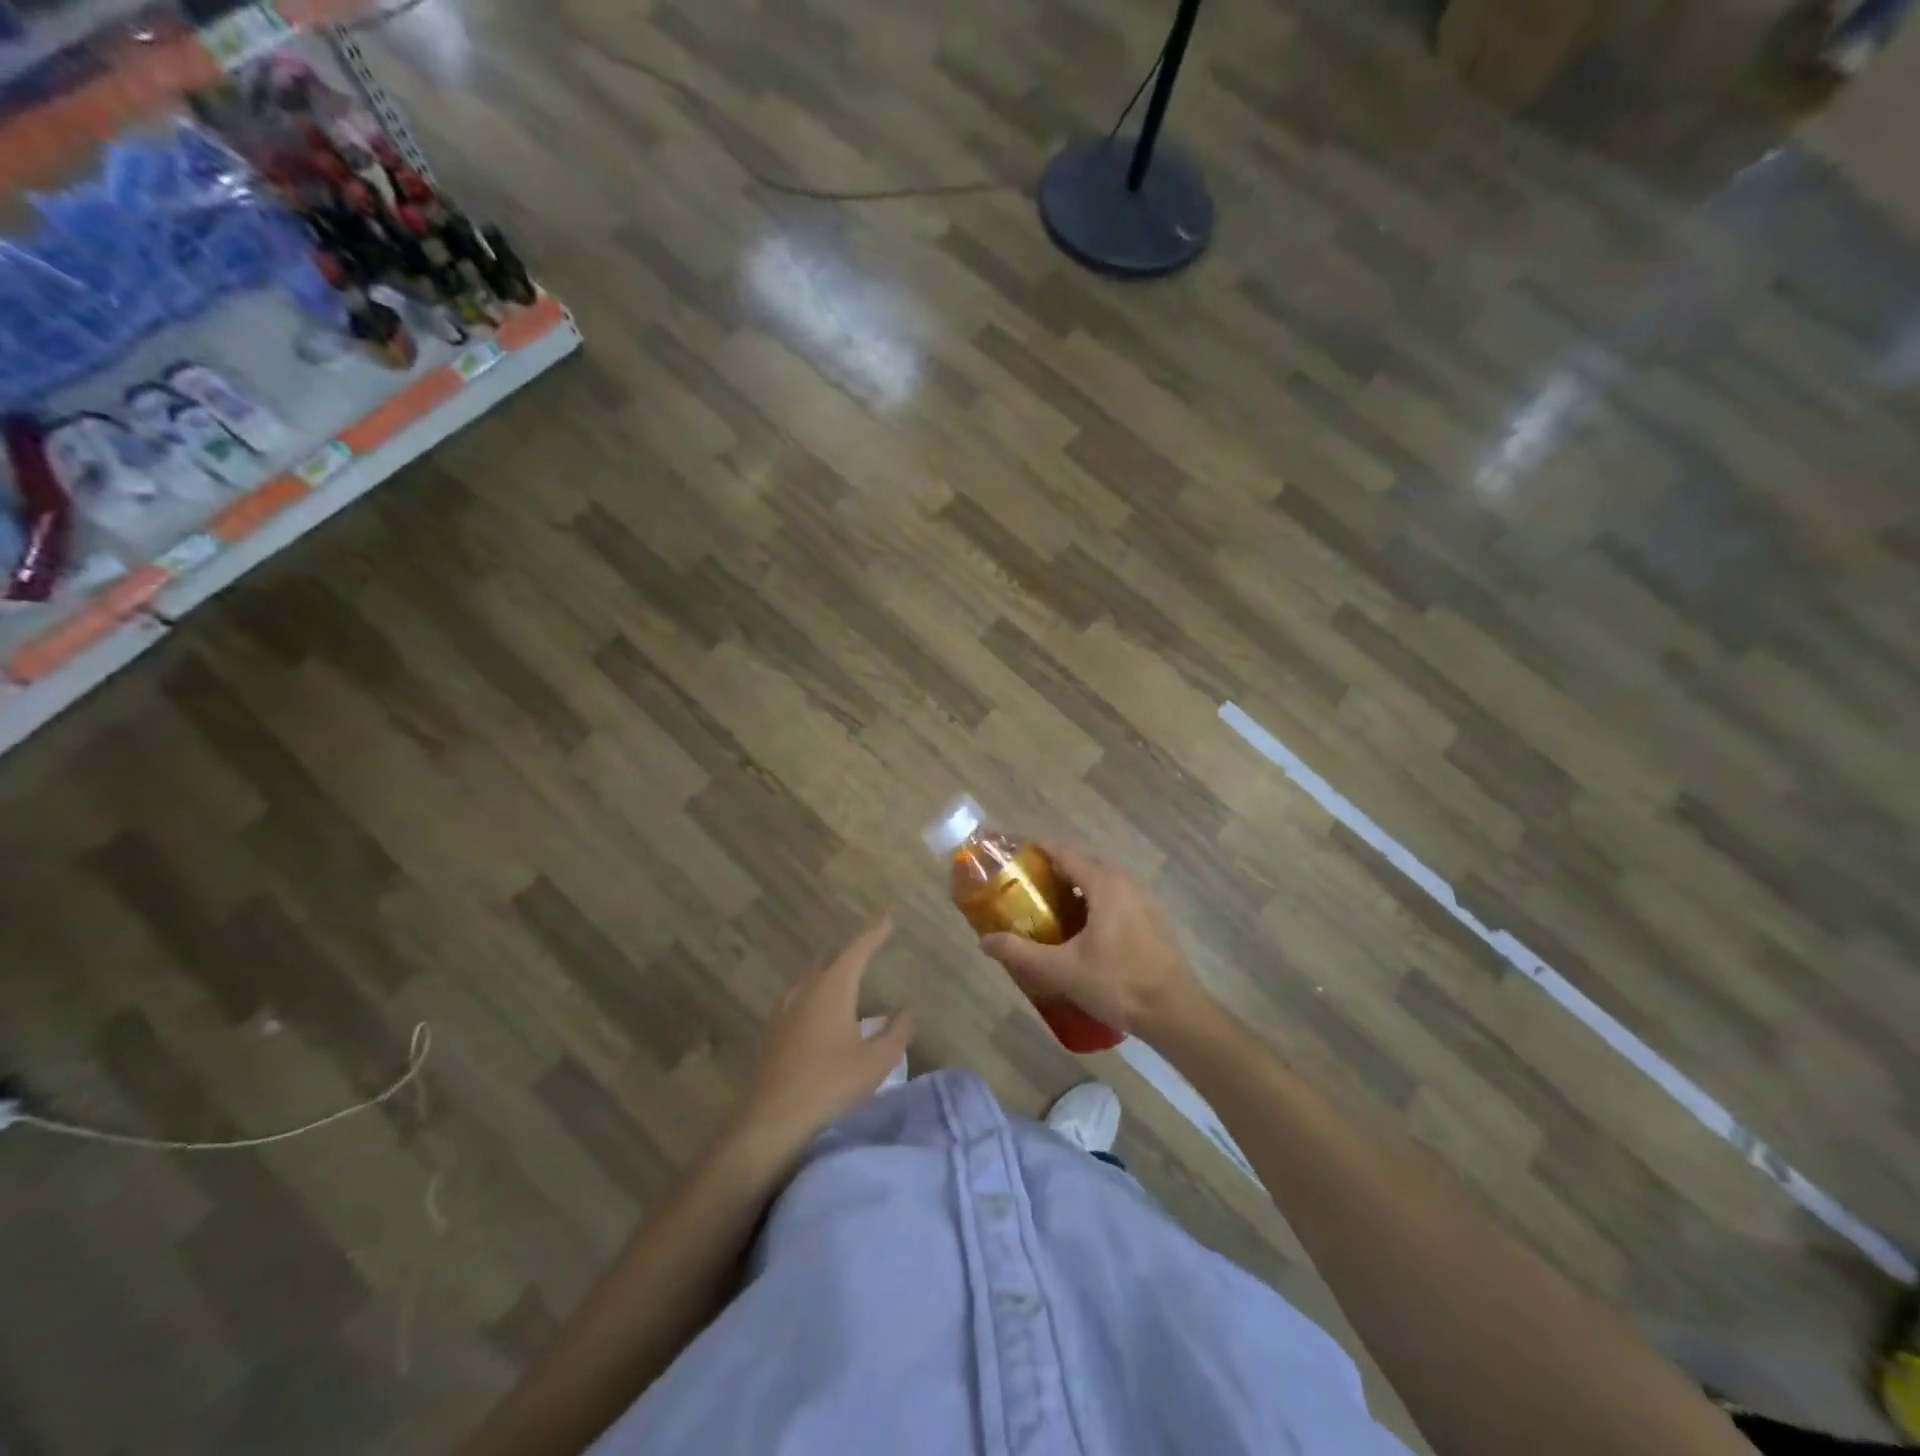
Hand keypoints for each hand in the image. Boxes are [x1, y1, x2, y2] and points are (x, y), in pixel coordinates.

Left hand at [731, 918, 914, 1159]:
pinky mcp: (774, 1032)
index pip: (858, 949)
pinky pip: (799, 999)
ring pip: (811, 978)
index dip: (875, 932)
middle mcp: (807, 990)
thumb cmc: (831, 1083)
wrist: (773, 1118)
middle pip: (830, 959)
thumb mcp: (877, 1061)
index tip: (888, 917)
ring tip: (844, 974)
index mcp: (833, 987)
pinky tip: (818, 1010)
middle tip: (869, 946)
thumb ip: (896, 1032)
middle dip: (851, 951)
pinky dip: (815, 994)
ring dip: (829, 971)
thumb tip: (907, 1010)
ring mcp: (786, 1010)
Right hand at [979, 846, 1206, 1037]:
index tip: (1013, 857)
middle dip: (1053, 870)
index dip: (1037, 850)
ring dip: (1075, 886)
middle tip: (1024, 888)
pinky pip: (1115, 896)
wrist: (1175, 1013)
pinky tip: (1080, 929)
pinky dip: (1093, 900)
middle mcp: (1126, 882)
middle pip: (1083, 863)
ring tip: (1048, 908)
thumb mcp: (1062, 970)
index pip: (1065, 852)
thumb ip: (1021, 953)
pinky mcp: (1152, 918)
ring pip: (1101, 880)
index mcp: (1105, 884)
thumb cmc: (1118, 984)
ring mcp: (1143, 899)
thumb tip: (985, 942)